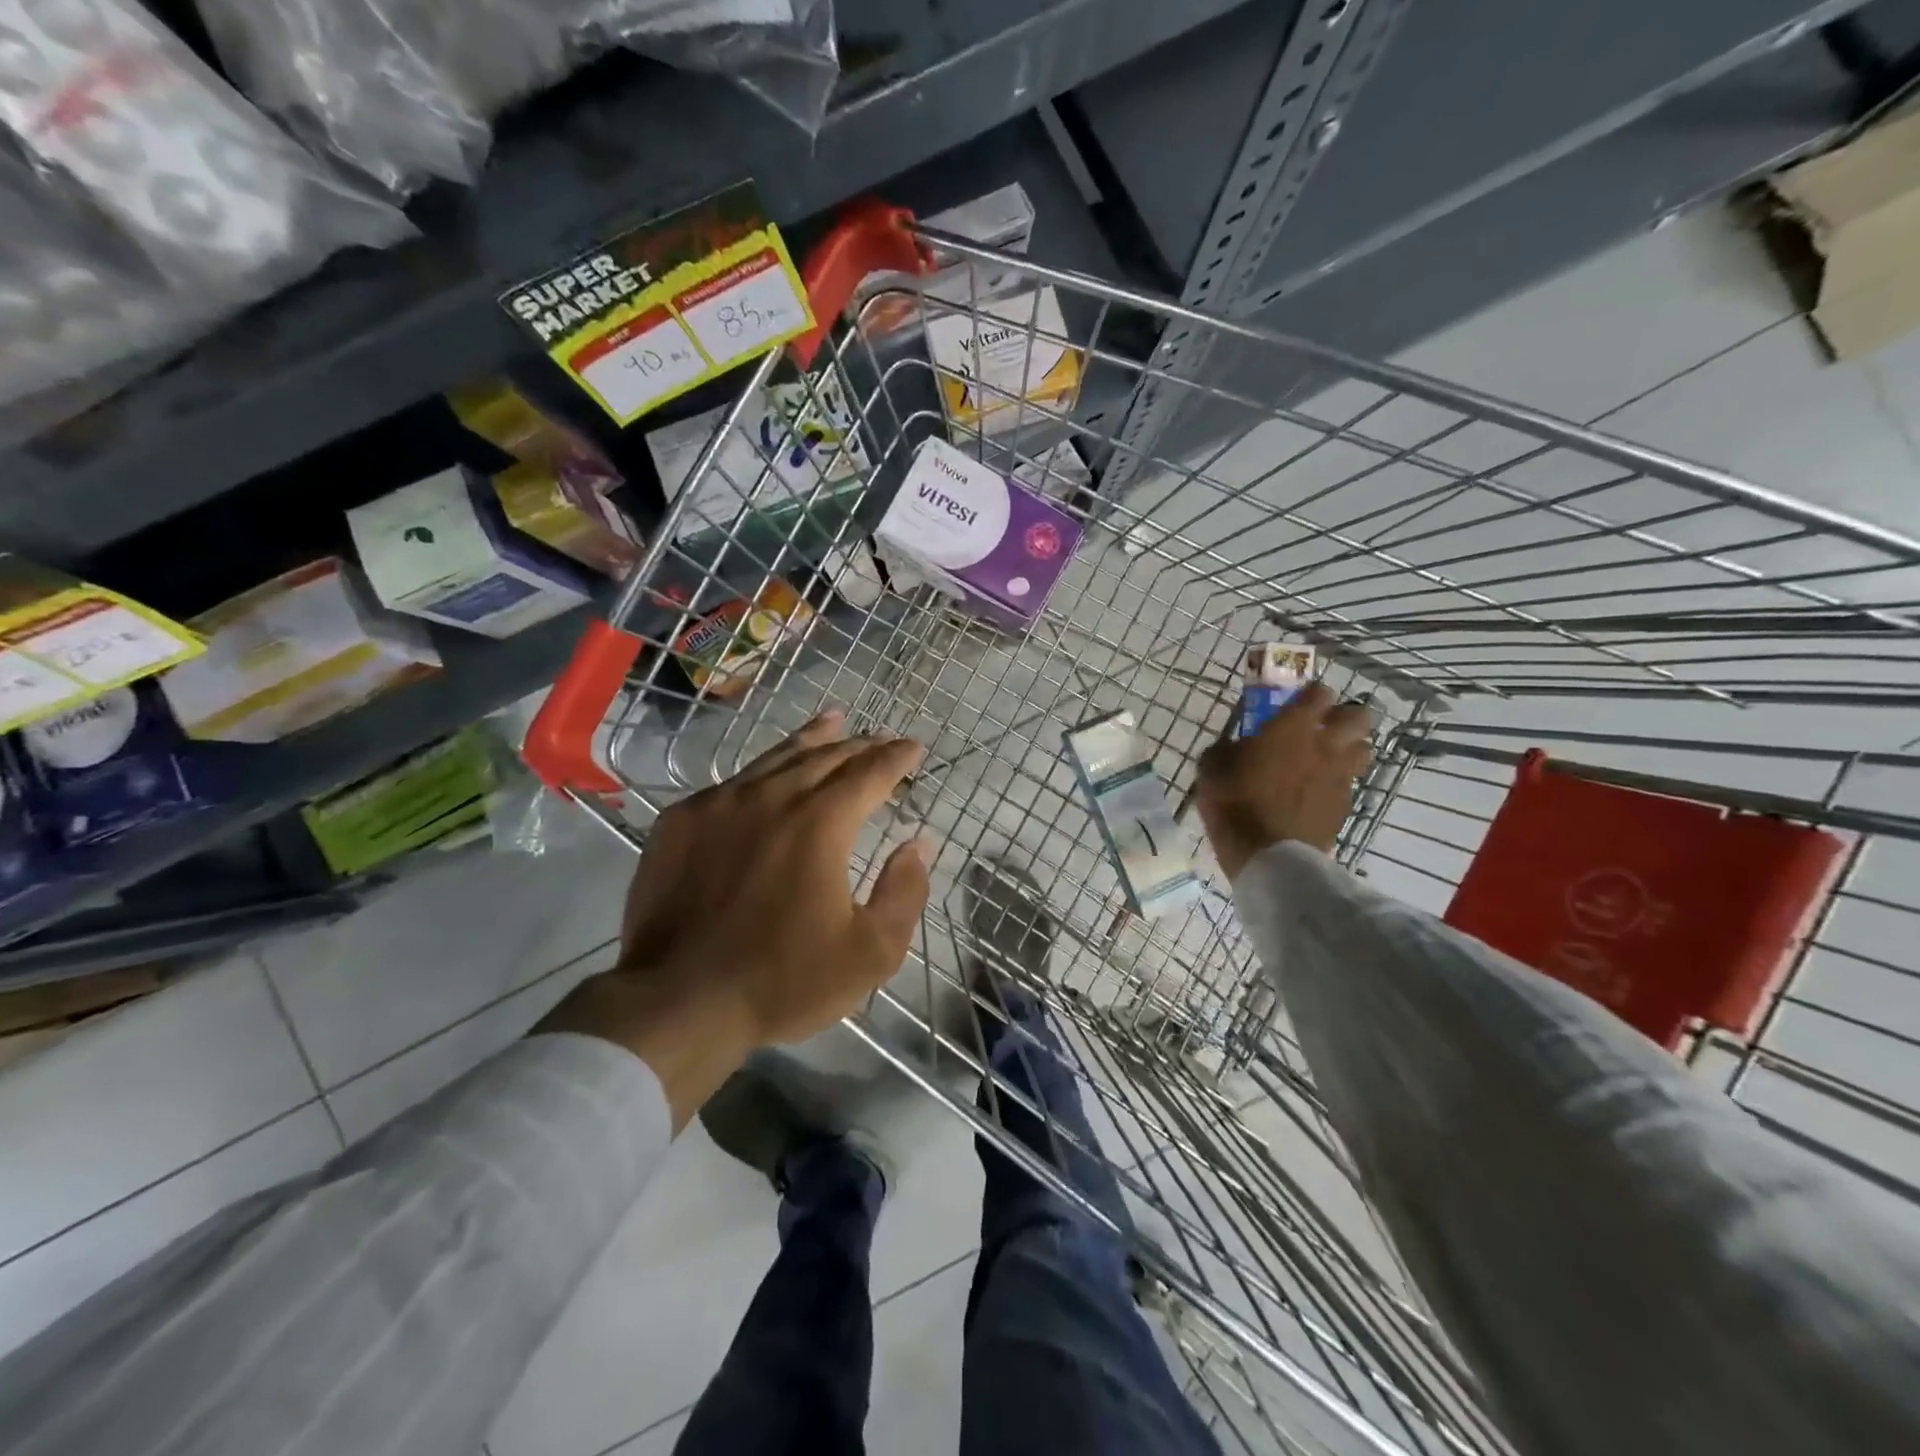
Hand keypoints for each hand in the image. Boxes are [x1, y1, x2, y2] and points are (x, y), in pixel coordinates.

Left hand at [539, 709, 929, 1126]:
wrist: (678, 1002)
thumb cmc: (783, 980)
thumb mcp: (870, 953)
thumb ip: (904, 892)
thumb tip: (918, 844)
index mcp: (820, 823)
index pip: (869, 773)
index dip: (896, 757)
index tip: (913, 746)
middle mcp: (772, 798)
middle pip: (825, 756)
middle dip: (860, 744)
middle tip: (880, 737)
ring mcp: (720, 804)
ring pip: (775, 758)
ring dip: (811, 739)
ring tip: (832, 721)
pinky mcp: (680, 821)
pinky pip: (731, 782)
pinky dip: (761, 771)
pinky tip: (766, 774)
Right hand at [1194, 683, 1372, 880]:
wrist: (1265, 854)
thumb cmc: (1234, 802)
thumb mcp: (1212, 768)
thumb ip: (1226, 749)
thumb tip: (1232, 747)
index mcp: (1293, 727)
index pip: (1319, 693)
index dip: (1311, 694)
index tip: (1299, 702)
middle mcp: (1325, 744)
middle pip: (1359, 716)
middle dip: (1346, 716)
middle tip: (1326, 726)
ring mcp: (1340, 775)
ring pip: (1364, 749)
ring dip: (1351, 748)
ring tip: (1330, 758)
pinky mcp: (1345, 805)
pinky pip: (1350, 783)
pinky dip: (1339, 783)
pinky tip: (1319, 793)